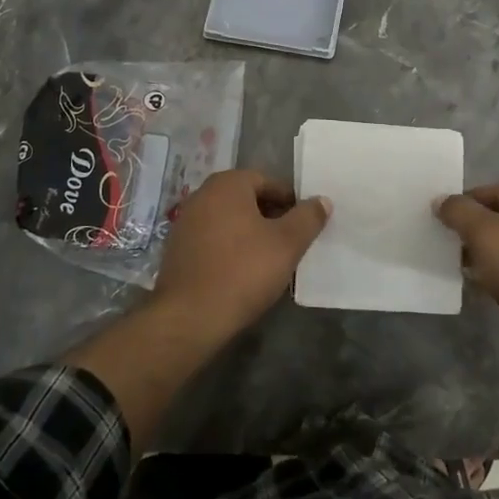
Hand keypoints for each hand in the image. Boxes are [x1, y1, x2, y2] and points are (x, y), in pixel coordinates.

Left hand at [151, 170, 329, 340]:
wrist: (189, 317)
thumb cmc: (243, 271)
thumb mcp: (287, 244)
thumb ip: (308, 218)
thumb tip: (322, 200)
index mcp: (228, 184)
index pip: (268, 181)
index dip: (290, 201)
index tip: (304, 225)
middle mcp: (202, 194)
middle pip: (247, 199)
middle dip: (270, 217)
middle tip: (290, 242)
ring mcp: (185, 222)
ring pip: (229, 220)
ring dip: (250, 233)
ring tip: (269, 259)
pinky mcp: (176, 249)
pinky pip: (212, 239)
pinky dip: (229, 248)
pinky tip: (241, 272)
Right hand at [436, 183, 498, 374]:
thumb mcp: (483, 233)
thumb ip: (459, 212)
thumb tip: (441, 200)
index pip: (497, 191)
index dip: (467, 203)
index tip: (443, 221)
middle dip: (476, 231)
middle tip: (450, 245)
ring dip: (488, 254)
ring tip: (464, 268)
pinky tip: (485, 287)